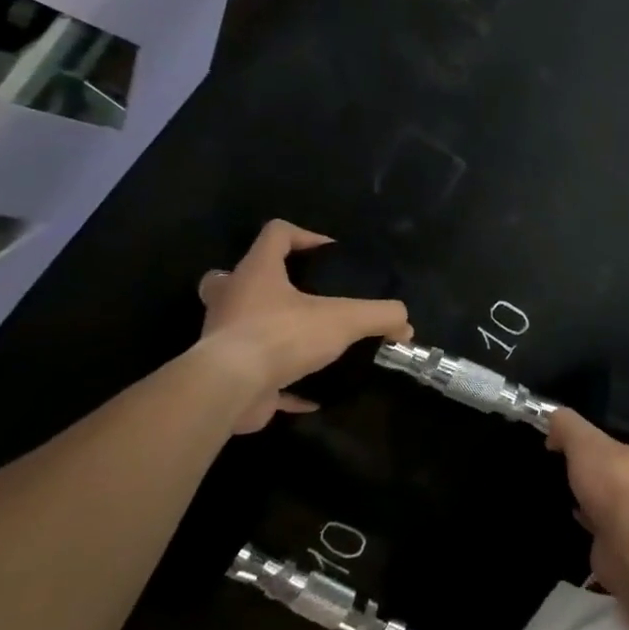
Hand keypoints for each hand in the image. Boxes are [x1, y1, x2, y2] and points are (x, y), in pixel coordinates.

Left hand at [195, 220, 411, 432]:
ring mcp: (223, 338)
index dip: (304, 235)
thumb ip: (379, 316)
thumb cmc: (281, 336)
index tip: (329, 254)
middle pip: (233, 278)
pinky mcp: (228, 376)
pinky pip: (256, 376)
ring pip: (239, 326)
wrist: (230, 389)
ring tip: (306, 342)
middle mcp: (232, 299)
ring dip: (269, 331)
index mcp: (256, 273)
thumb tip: (405, 323)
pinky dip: (283, 385)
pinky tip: (312, 396)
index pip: (276, 234)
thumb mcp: (344, 320)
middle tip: (294, 295)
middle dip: (260, 283)